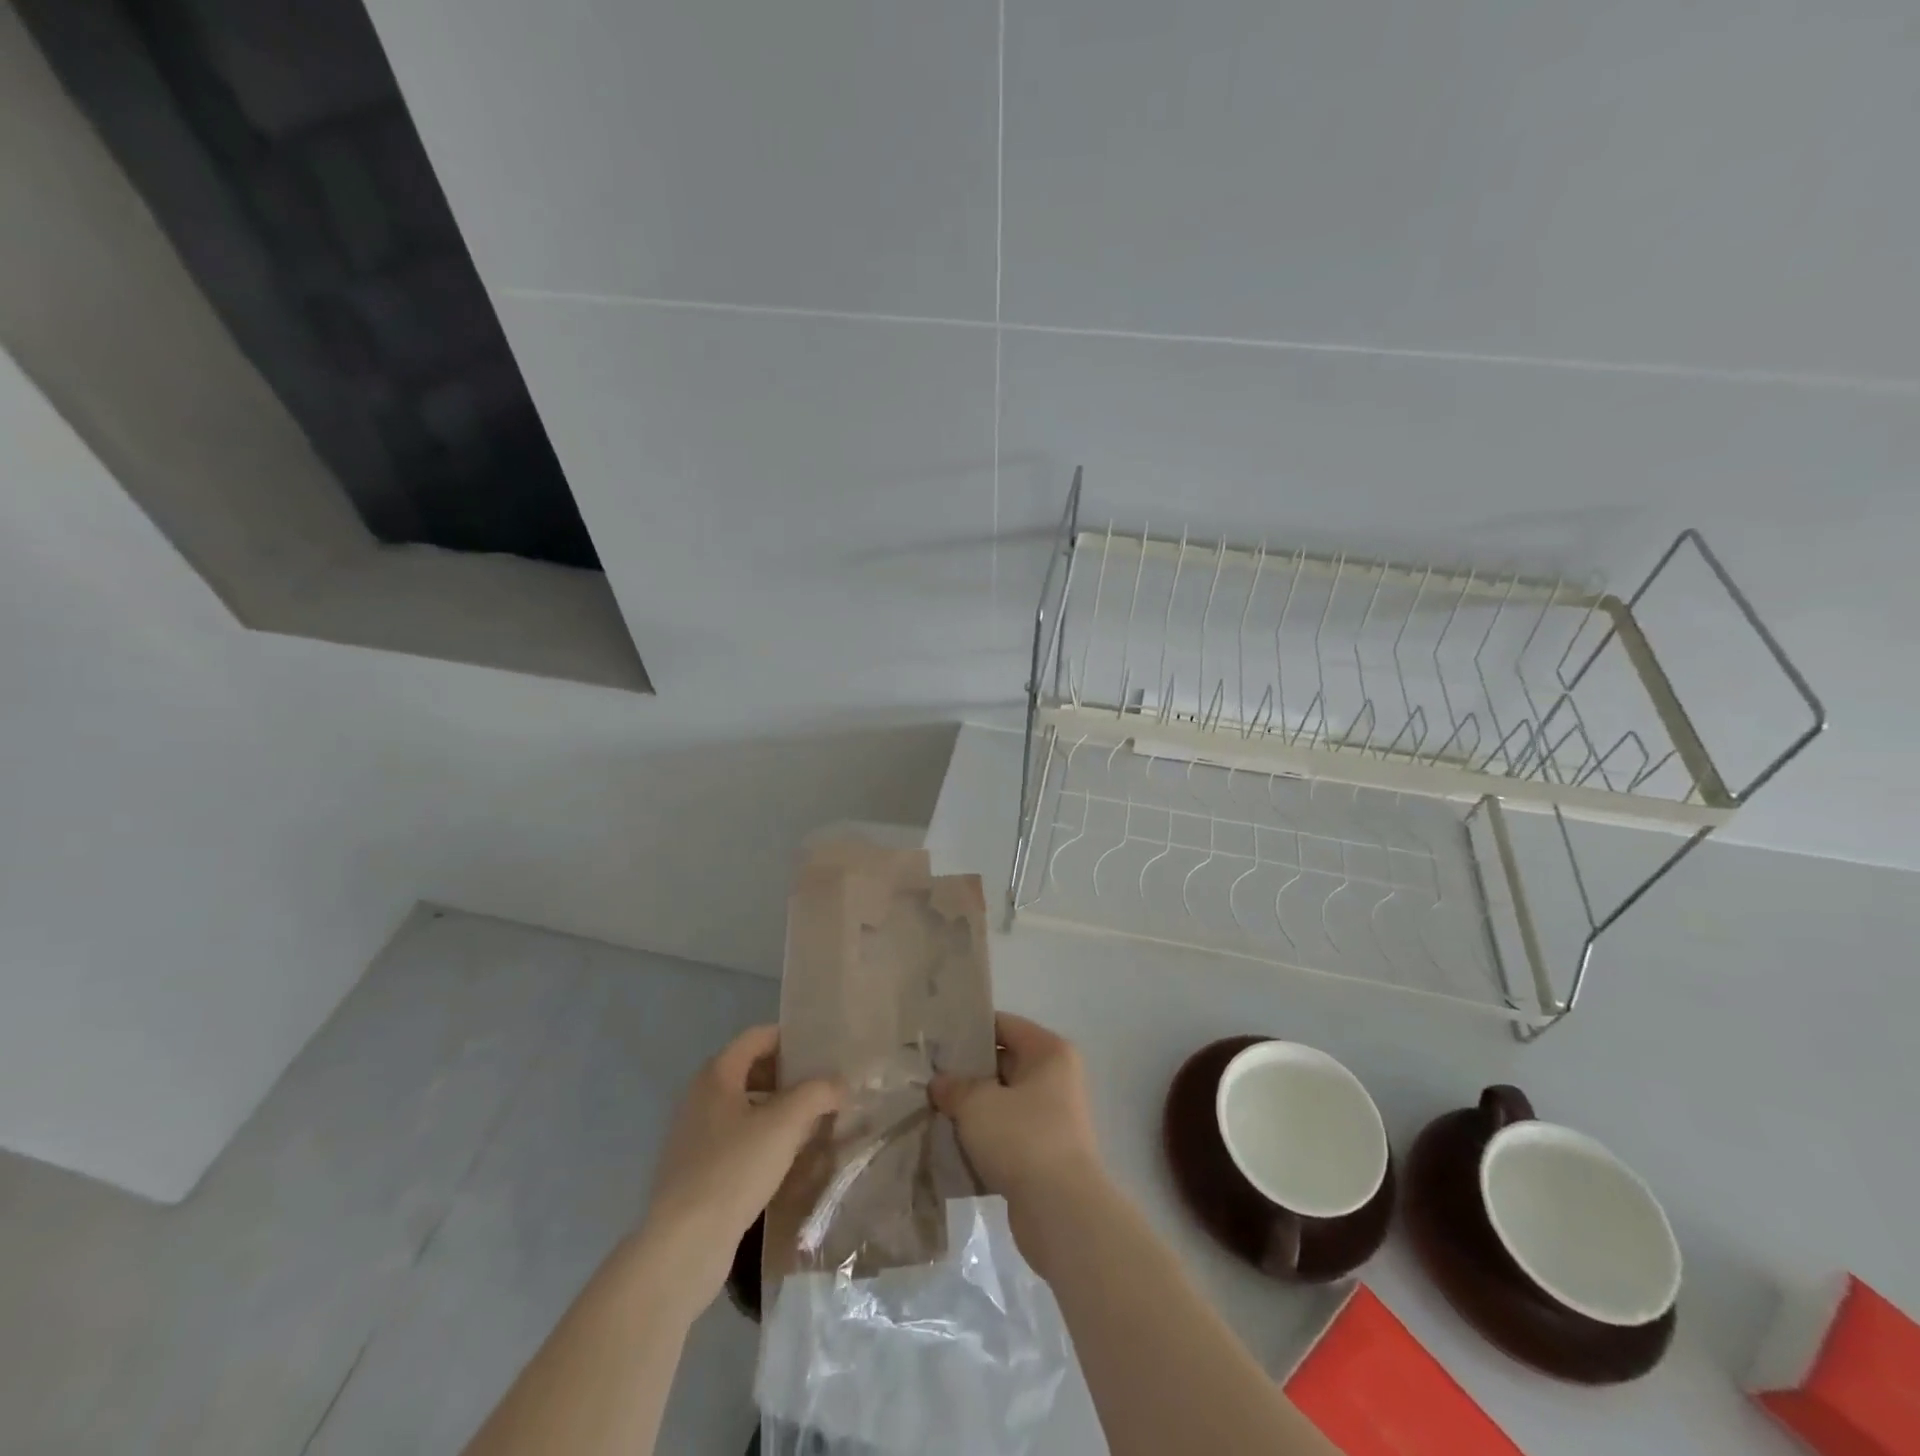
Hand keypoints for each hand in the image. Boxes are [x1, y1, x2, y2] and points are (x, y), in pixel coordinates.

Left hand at [639, 1026, 843, 1310]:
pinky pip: (736, 1139)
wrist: (684, 1246)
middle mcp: (700, 1096)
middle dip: (789, 1077)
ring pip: (745, 1107)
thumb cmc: (734, 1170)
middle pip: (751, 1069)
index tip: (823, 1053)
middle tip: (823, 1090)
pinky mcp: (695, 1170)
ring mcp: (694, 1135)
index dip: (791, 1039)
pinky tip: (785, 1161)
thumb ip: (817, 1093)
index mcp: (716, 1074)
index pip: (758, 1036)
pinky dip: (762, 1139)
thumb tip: (839, 1083)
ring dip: (778, 1110)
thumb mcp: (785, 1124)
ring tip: (812, 1125)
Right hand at [930, 1014, 1105, 1255]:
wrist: (1061, 1212)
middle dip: (966, 1072)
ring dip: (971, 1109)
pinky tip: (949, 1143)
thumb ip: (954, 1086)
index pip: (1003, 1025)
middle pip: (1003, 1062)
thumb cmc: (1023, 1138)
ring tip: (932, 1109)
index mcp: (1049, 1052)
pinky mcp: (1043, 1154)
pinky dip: (982, 1138)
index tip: (935, 1041)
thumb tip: (939, 1083)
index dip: (969, 1030)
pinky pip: (1006, 1134)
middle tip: (927, 1077)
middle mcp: (1056, 1078)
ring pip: (1002, 1101)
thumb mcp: (977, 1104)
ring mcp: (1052, 1117)